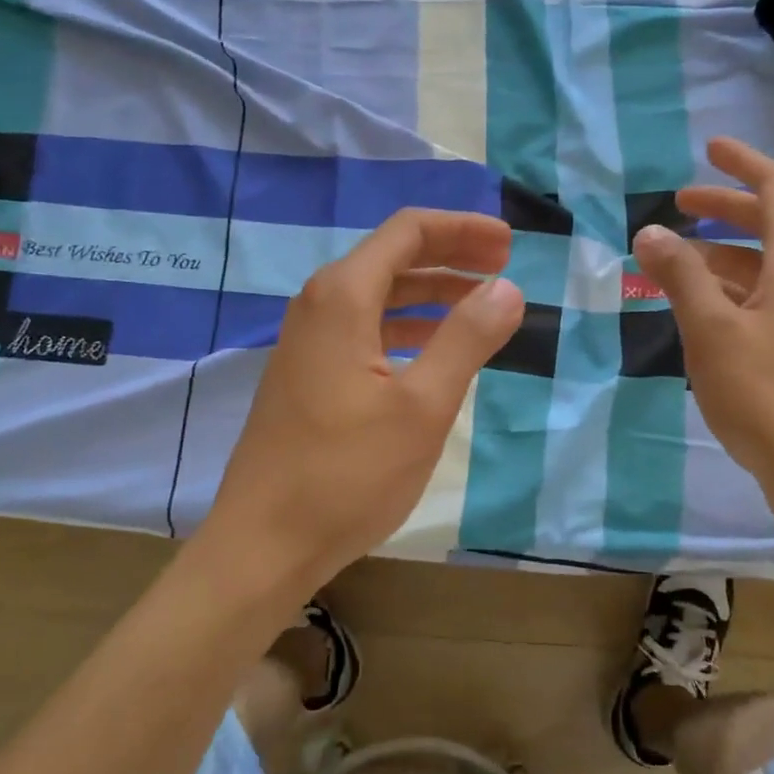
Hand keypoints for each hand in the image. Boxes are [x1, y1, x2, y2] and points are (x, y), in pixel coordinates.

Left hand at [207, 208, 524, 592]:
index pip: (408, 232)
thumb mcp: (422, 406)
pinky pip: (365, 328)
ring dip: (432, 293)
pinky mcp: (307, 373)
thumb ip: (466, 338)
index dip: (462, 230)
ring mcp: (308, 341)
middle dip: (452, 256)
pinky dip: (407, 327)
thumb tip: (507, 287)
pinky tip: (435, 349)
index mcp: (342, 296)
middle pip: (393, 257)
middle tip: (505, 267)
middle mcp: (319, 305)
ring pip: (379, 295)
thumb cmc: (347, 474)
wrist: (263, 544)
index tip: (509, 244)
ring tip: (482, 305)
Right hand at [632, 137, 773, 512]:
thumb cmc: (765, 393)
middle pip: (773, 223)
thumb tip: (650, 231)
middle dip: (726, 208)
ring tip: (676, 262)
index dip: (743, 163)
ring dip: (724, 253)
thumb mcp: (711, 329)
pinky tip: (701, 308)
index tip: (709, 149)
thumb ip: (680, 275)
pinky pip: (769, 296)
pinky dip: (734, 287)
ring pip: (768, 264)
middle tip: (680, 206)